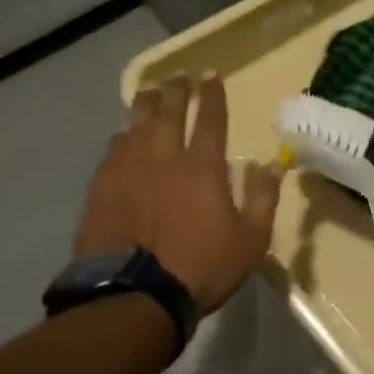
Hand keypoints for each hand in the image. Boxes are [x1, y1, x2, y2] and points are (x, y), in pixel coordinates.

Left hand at [75, 72, 283, 312]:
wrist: (133, 299)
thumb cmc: (201, 268)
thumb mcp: (251, 239)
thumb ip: (263, 198)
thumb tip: (272, 164)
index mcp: (203, 168)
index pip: (210, 119)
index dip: (212, 94)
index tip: (211, 74)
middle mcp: (165, 159)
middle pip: (169, 113)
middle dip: (176, 90)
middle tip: (178, 74)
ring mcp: (129, 173)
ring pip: (136, 126)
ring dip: (145, 104)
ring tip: (149, 89)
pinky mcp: (101, 191)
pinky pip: (112, 151)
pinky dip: (120, 136)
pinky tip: (121, 132)